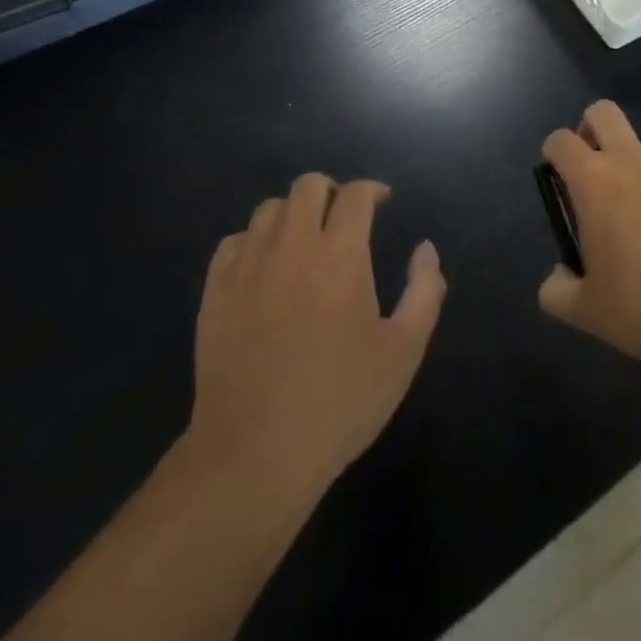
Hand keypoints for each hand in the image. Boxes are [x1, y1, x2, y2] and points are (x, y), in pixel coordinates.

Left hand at [187, 176, 444, 491]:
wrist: (254, 455)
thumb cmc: (340, 400)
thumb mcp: (403, 350)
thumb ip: (424, 291)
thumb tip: (425, 249)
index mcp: (340, 254)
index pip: (355, 194)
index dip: (372, 190)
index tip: (382, 202)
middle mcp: (292, 246)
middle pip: (308, 185)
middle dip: (331, 191)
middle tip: (343, 219)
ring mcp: (247, 266)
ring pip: (269, 209)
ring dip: (292, 214)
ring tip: (304, 242)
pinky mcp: (215, 293)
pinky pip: (233, 242)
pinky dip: (253, 242)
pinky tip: (264, 268)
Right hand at [537, 102, 640, 373]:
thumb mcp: (588, 312)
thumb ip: (558, 291)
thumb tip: (558, 278)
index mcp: (594, 181)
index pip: (560, 140)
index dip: (553, 154)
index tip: (558, 182)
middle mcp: (631, 161)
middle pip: (602, 112)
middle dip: (590, 129)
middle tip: (592, 172)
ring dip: (632, 164)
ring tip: (640, 215)